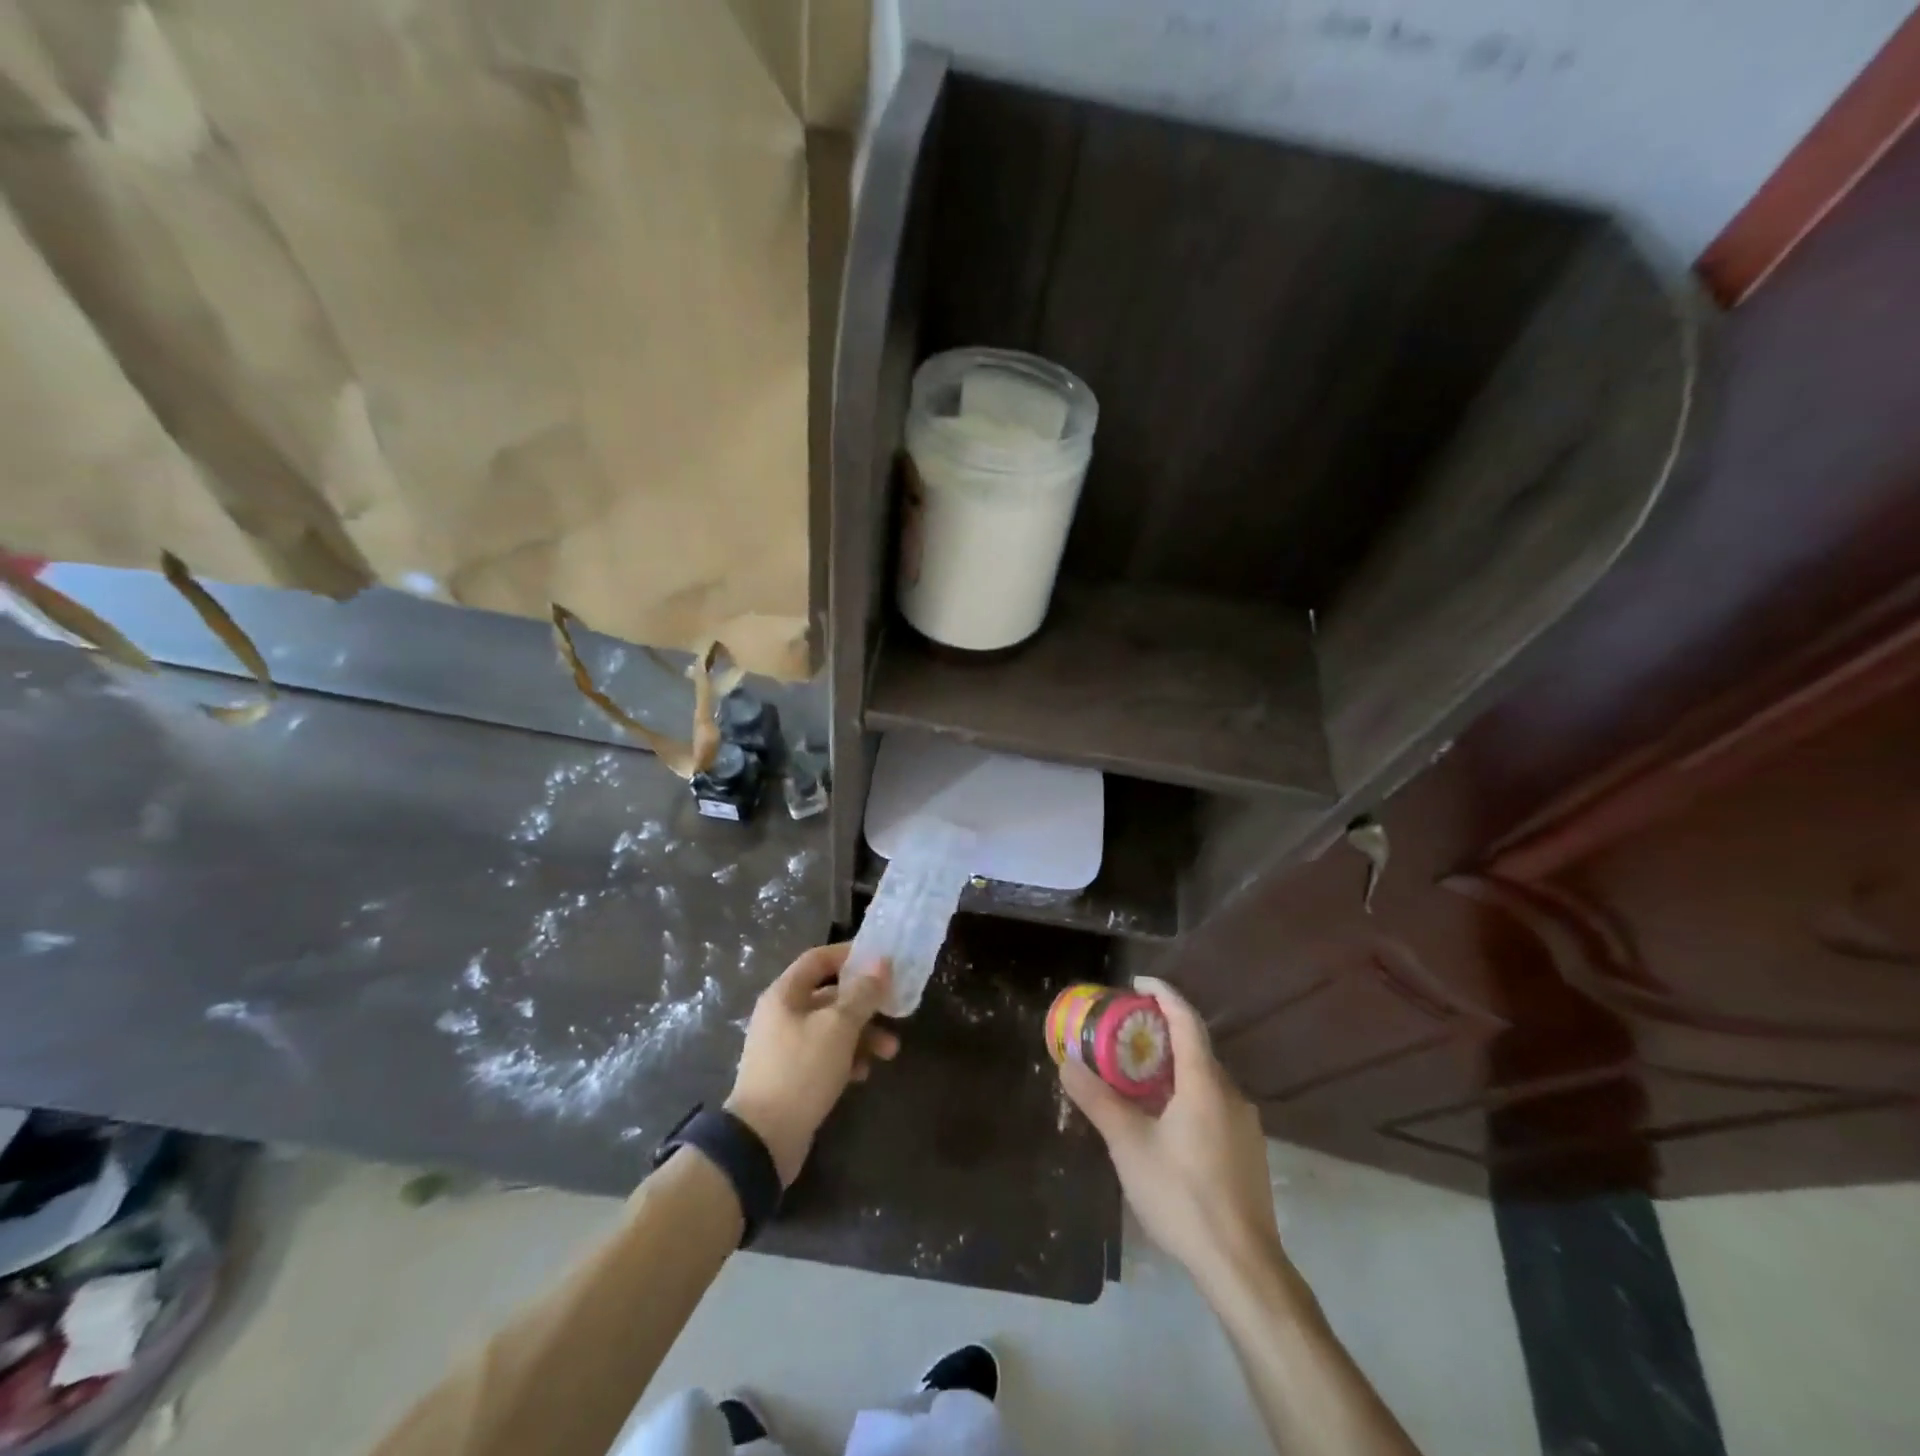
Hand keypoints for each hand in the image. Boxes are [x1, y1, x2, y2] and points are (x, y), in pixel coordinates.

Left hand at [726, 943, 899, 1186]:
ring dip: (862, 1036)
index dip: (850, 954)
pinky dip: (846, 1060)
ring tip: (889, 1052)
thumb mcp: (838, 1027)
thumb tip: (881, 963)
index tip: (881, 961)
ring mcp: (785, 1047)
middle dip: (865, 1004)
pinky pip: (824, 1056)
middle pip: (829, 996)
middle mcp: (782, 1015)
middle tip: (894, 1011)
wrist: (762, 1140)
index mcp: (785, 994)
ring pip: (831, 1029)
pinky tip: (862, 1075)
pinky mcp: (792, 1077)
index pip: (818, 958)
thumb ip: (862, 994)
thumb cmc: (801, 1071)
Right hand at [1060, 976, 1283, 1287]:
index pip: (1186, 1019)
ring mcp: (1244, 1123)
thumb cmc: (1182, 1195)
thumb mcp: (1129, 1146)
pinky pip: (1213, 1102)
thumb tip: (1067, 1063)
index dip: (1163, 993)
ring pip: (1205, 1077)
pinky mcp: (1248, 1150)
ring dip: (1173, 1065)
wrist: (1243, 1265)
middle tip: (1125, 1032)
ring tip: (1138, 1075)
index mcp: (1203, 1083)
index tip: (1137, 982)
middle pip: (1196, 1047)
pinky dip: (1187, 1092)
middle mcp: (1230, 1093)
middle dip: (1162, 1031)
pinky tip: (1165, 1119)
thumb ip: (1098, 1100)